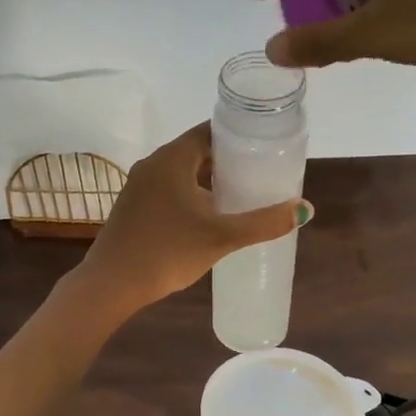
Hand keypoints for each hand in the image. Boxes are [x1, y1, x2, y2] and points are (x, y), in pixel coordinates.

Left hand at [77, 123, 309, 312]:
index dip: (239, 135)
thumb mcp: (221, 237)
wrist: (112, 284)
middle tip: (259, 174)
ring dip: (209, 180)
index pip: (210, 130)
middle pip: (197, 151)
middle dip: (228, 160)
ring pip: (182, 172)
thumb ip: (263, 222)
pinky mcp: (133, 206)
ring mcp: (139, 185)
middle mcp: (153, 164)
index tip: (265, 146)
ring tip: (239, 195)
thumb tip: (304, 209)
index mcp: (172, 158)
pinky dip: (190, 194)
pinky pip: (168, 189)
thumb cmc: (167, 252)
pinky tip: (207, 216)